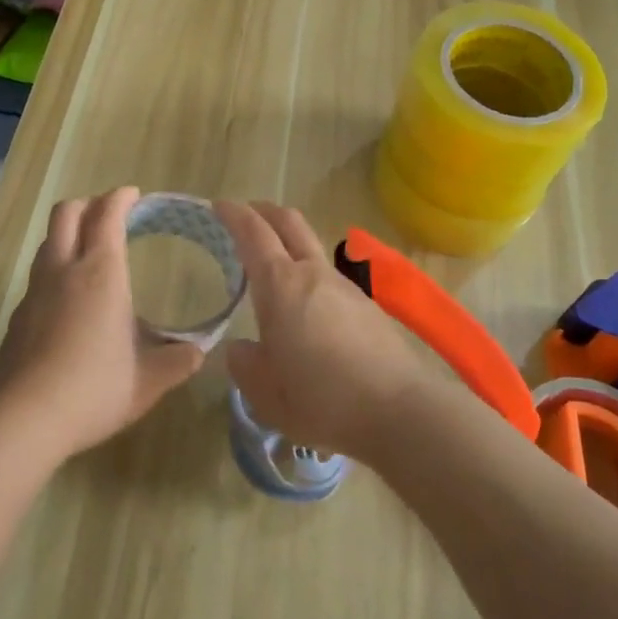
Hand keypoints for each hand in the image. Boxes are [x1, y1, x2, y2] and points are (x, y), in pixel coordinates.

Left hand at [0, 187, 204, 457]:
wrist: (24, 419)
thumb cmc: (94, 390)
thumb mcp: (148, 381)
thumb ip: (177, 361)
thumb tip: (197, 352)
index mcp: (100, 273)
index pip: (107, 215)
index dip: (120, 198)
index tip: (133, 195)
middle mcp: (63, 270)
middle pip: (67, 213)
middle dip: (89, 204)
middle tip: (110, 215)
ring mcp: (34, 291)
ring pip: (48, 241)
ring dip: (68, 234)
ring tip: (89, 252)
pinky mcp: (17, 316)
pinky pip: (37, 275)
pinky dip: (55, 269)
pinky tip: (68, 300)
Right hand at [215, 201, 431, 462]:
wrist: (399, 412)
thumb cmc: (321, 399)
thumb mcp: (265, 393)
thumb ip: (245, 365)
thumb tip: (242, 348)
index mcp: (280, 285)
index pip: (253, 232)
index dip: (233, 214)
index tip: (218, 206)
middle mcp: (313, 274)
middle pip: (289, 222)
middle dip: (264, 212)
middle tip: (246, 216)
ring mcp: (346, 287)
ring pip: (312, 249)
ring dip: (290, 245)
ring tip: (274, 272)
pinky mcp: (368, 306)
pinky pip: (330, 279)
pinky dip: (310, 277)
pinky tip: (308, 311)